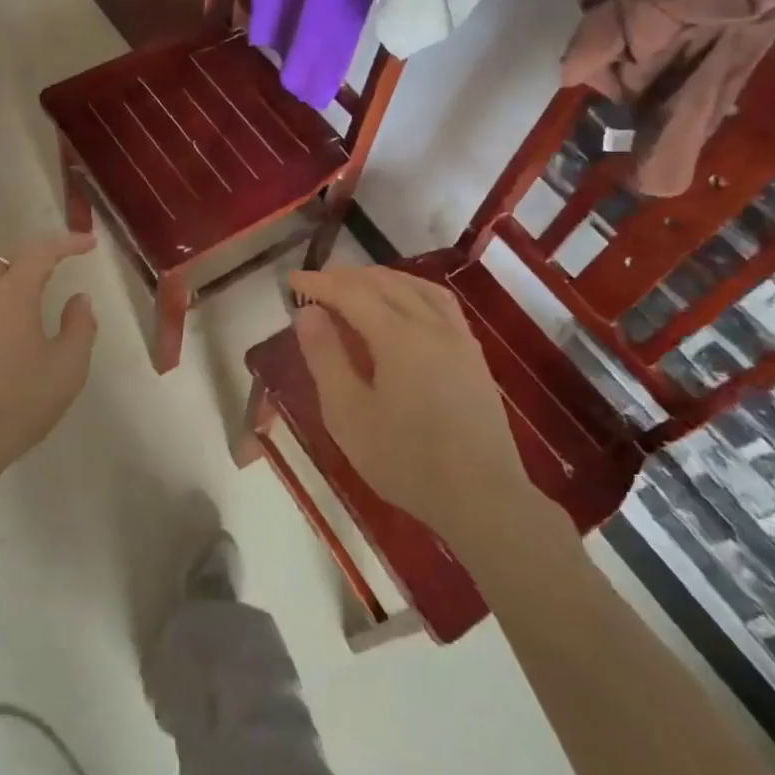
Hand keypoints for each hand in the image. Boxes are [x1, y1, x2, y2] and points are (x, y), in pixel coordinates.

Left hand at [0, 232, 98, 506]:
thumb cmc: (17, 407)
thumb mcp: (67, 370)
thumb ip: (80, 326)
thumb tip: (78, 298)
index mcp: (11, 294)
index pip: (41, 251)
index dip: (67, 242)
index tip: (87, 244)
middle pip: (3, 261)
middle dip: (29, 264)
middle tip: (49, 281)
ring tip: (14, 303)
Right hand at [288, 266, 528, 538]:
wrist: (483, 498)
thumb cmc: (405, 460)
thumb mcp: (347, 414)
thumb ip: (325, 357)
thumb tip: (308, 312)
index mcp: (398, 336)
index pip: (351, 293)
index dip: (319, 282)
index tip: (292, 279)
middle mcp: (431, 325)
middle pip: (385, 283)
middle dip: (347, 277)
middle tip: (318, 282)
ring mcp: (458, 338)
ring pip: (417, 287)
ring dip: (382, 278)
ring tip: (358, 285)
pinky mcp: (474, 356)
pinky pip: (439, 303)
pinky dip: (412, 290)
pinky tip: (405, 306)